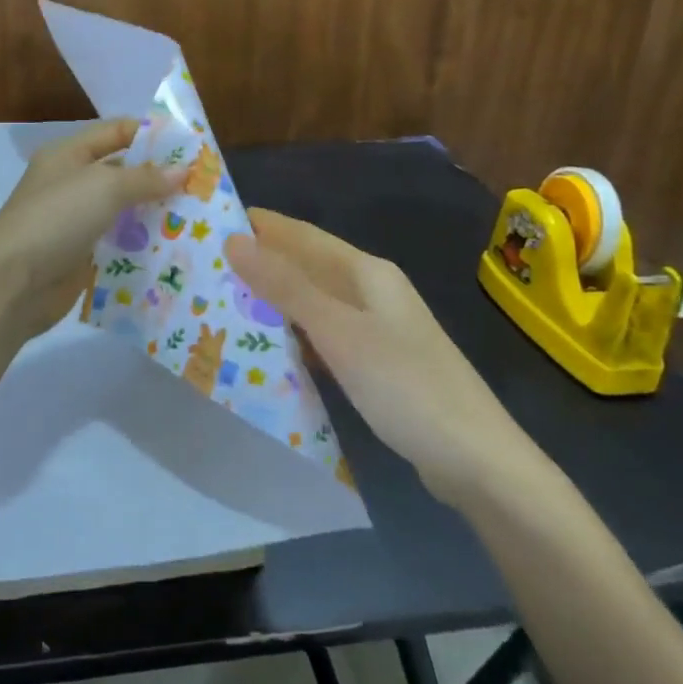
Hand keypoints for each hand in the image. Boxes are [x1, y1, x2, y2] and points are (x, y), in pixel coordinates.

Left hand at [0, 119, 186, 339]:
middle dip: (160, 178)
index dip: (151, 134)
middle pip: (123, 173)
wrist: (12, 284)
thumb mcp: (104, 187)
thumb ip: (145, 177)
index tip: (191, 146)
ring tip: (199, 219)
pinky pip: (119, 245)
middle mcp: (71, 184)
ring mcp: (75, 222)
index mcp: (68, 155)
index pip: (115, 132)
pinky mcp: (82, 256)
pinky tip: (176, 250)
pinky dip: (143, 246)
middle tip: (204, 186)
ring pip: (124, 211)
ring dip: (156, 214)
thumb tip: (182, 171)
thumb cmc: (56, 219)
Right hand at [224, 209, 542, 504]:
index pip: (302, 235)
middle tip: (205, 266)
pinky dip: (294, 334)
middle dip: (261, 262)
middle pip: (307, 266)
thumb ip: (286, 286)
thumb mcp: (339, 332)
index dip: (260, 225)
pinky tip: (267, 346)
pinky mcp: (376, 363)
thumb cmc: (405, 386)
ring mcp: (376, 328)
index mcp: (366, 272)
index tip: (211, 222)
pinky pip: (323, 335)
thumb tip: (234, 240)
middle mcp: (371, 292)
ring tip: (223, 301)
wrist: (477, 462)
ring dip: (274, 299)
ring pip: (313, 302)